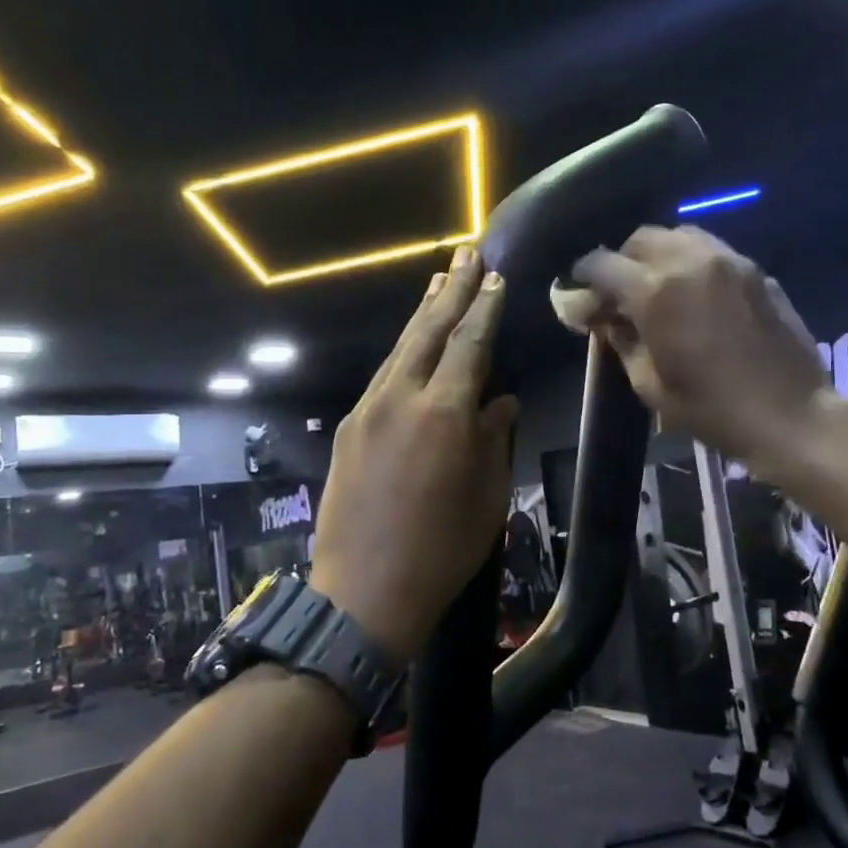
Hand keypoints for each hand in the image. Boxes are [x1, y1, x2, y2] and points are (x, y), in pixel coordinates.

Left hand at [310, 247, 519, 661]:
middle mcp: (400, 398)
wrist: (364, 592)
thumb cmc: (441, 551)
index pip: (469, 344)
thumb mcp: (486, 498)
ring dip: (422, 315)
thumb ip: (493, 439)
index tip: (496, 276)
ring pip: (399, 350)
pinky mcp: (348, 429)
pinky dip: (402, 354)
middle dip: (451, 290)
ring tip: (440, 284)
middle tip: (467, 255)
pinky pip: (381, 378)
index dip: (485, 308)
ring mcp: (367, 411)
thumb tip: (499, 401)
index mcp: (444, 413)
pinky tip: (412, 349)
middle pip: (427, 331)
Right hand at [559, 225, 833, 474]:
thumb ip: (622, 342)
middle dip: (622, 262)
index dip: (583, 278)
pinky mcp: (756, 271)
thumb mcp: (651, 386)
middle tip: (619, 296)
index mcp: (656, 293)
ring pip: (680, 236)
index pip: (602, 265)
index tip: (579, 296)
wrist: (791, 415)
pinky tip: (696, 297)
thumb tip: (606, 318)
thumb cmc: (712, 410)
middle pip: (641, 239)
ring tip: (659, 289)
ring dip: (659, 256)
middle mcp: (690, 262)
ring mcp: (729, 261)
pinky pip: (712, 251)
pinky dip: (692, 263)